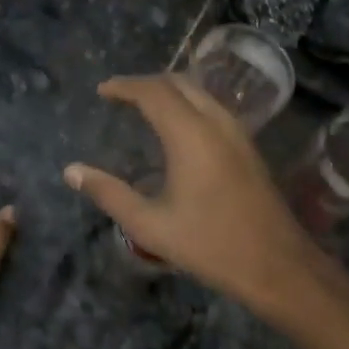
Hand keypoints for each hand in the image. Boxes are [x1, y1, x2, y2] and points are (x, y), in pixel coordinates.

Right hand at [63, 76, 323, 311]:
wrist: (276, 264)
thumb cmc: (209, 245)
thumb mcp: (149, 225)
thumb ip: (108, 194)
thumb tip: (71, 170)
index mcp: (189, 135)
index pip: (153, 91)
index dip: (125, 86)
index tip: (102, 91)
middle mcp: (216, 123)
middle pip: (178, 83)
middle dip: (146, 83)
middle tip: (120, 95)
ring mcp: (237, 133)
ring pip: (200, 92)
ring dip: (170, 91)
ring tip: (144, 106)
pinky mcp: (248, 147)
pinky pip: (213, 108)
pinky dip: (188, 104)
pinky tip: (177, 129)